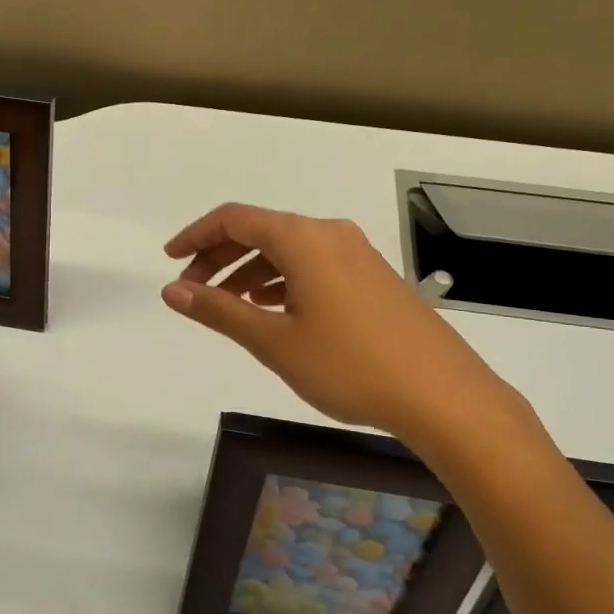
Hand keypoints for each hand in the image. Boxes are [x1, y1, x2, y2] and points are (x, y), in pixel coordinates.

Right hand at [162, 203, 529, 444]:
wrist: (443, 395)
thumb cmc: (350, 366)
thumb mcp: (275, 341)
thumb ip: (219, 310)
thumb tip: (172, 290)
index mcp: (302, 239)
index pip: (234, 219)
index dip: (195, 235)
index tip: (170, 260)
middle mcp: (329, 233)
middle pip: (260, 231)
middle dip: (220, 257)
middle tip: (193, 291)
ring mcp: (356, 253)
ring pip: (288, 250)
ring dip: (251, 270)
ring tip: (228, 305)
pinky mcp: (373, 276)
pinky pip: (314, 264)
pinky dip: (283, 280)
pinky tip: (274, 309)